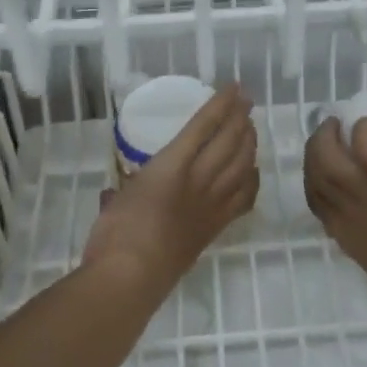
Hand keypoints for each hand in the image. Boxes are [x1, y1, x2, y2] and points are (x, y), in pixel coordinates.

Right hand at [83, 85, 258, 288]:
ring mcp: (212, 204)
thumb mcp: (115, 200)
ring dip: (250, 143)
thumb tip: (114, 195)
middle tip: (247, 103)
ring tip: (251, 129)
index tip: (234, 88)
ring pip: (242, 165)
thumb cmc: (115, 233)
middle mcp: (198, 179)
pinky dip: (252, 180)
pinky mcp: (217, 228)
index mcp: (171, 165)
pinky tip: (252, 172)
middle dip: (241, 118)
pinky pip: (244, 198)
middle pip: (230, 141)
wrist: (131, 278)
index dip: (222, 104)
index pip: (204, 125)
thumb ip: (120, 192)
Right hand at [304, 117, 366, 325]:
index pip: (318, 202)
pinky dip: (363, 128)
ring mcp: (361, 192)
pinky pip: (362, 140)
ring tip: (342, 124)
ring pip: (325, 155)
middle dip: (316, 148)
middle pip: (314, 173)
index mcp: (349, 239)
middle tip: (330, 132)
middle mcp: (344, 214)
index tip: (332, 164)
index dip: (317, 178)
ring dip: (329, 135)